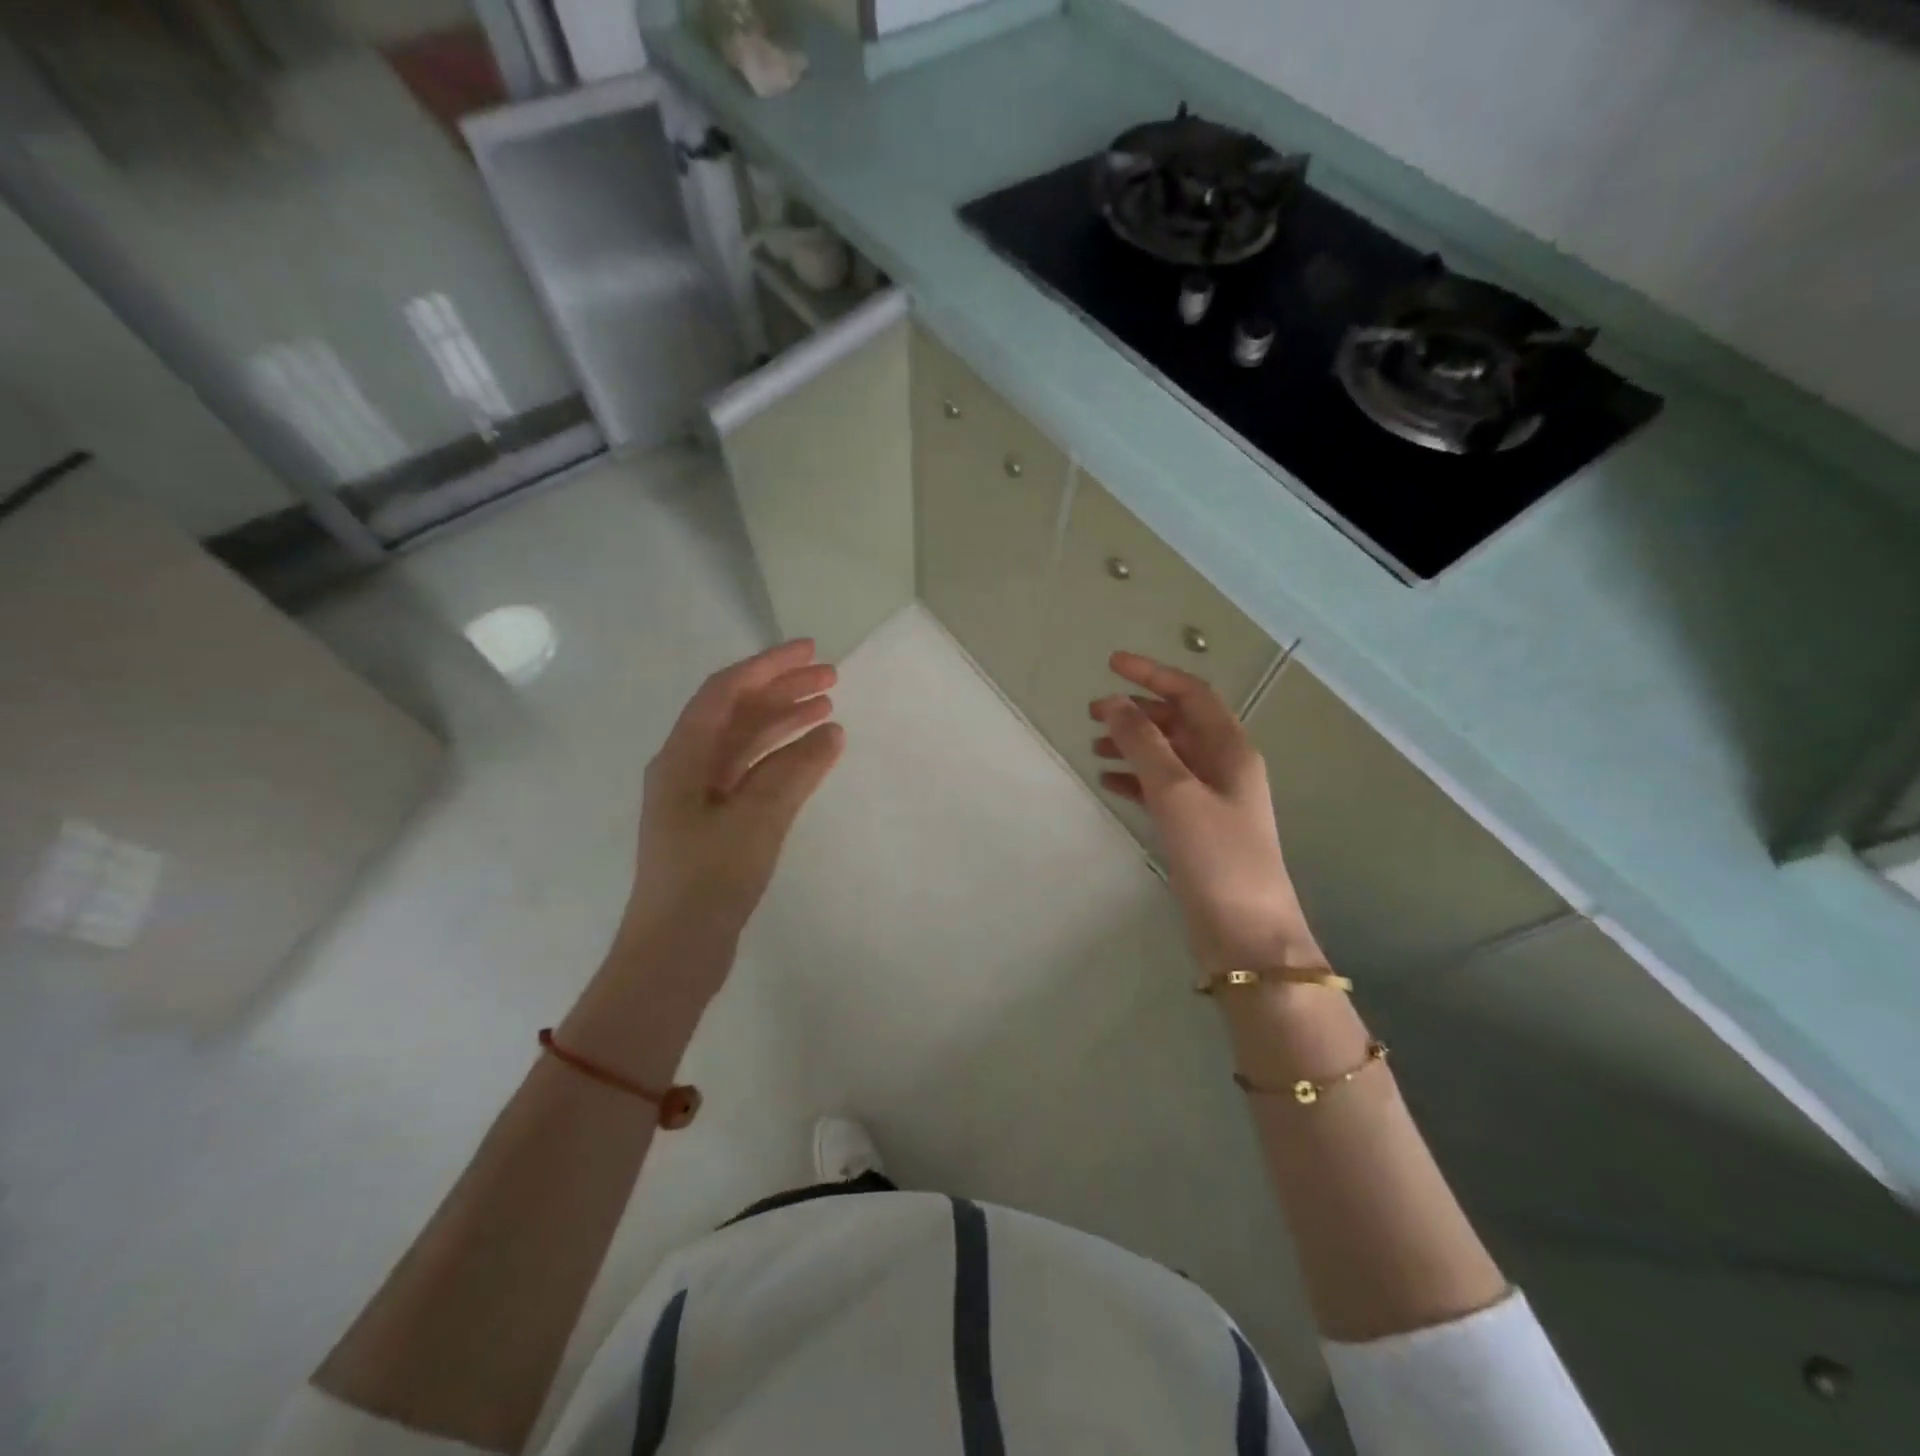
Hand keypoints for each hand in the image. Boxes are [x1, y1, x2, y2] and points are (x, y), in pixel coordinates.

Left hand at [621, 639, 845, 969]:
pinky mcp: (715, 823)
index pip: (724, 691)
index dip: (767, 666)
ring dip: (784, 722)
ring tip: (828, 709)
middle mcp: (686, 767)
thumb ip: (796, 771)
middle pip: (736, 712)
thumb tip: (831, 731)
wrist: (674, 954)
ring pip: (745, 743)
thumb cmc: (708, 880)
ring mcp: (700, 797)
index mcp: (682, 757)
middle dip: (781, 690)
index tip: (811, 652)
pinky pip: (751, 774)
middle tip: (831, 677)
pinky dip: (781, 760)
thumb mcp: (757, 819)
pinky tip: (812, 756)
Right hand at [1091, 652, 1325, 975]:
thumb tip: (1111, 702)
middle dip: (1137, 711)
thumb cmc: (1217, 854)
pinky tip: (1109, 782)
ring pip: (1168, 755)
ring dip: (1133, 744)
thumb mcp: (1176, 791)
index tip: (1111, 664)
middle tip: (1092, 712)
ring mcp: (1212, 798)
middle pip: (1179, 722)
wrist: (1245, 931)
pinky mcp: (1197, 826)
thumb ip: (1142, 743)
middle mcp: (1224, 766)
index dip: (1153, 674)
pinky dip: (1136, 778)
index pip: (1191, 693)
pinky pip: (1162, 787)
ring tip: (1094, 747)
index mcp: (1231, 748)